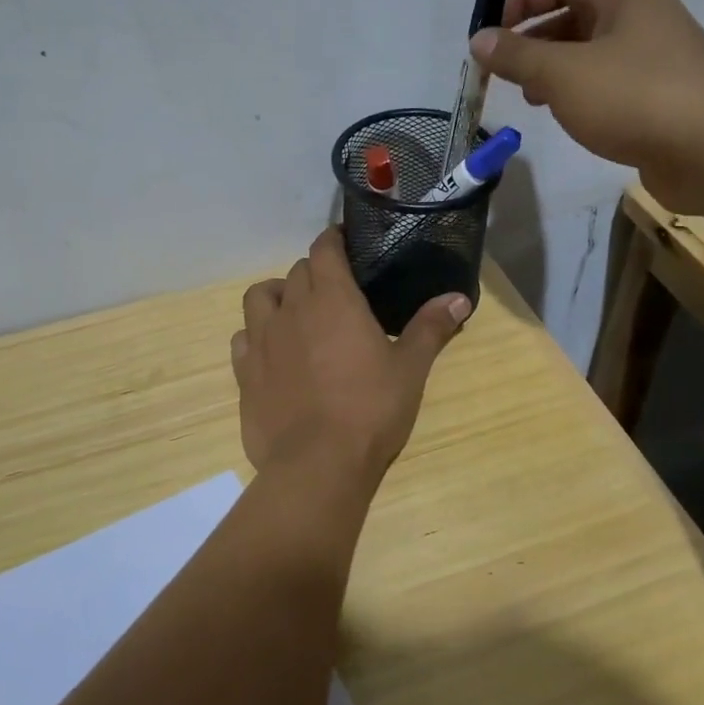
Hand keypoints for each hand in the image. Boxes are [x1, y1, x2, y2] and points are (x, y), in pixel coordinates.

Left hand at [231, 229, 469, 475]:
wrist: (318, 464)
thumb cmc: (371, 410)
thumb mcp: (410, 369)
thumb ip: (431, 328)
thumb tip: (460, 297)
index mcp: (333, 299)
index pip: (324, 249)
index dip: (333, 240)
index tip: (344, 243)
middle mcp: (292, 309)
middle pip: (296, 272)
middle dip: (315, 272)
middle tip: (335, 291)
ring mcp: (262, 340)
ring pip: (259, 296)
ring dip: (277, 295)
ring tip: (294, 312)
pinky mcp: (244, 372)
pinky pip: (242, 338)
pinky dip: (255, 335)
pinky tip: (272, 352)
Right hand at [469, 0, 703, 210]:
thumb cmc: (633, 97)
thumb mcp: (562, 73)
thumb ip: (516, 55)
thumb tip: (479, 39)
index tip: (490, 33)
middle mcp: (643, 15)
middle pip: (575, 13)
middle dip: (533, 39)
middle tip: (504, 71)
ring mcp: (655, 55)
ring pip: (589, 50)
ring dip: (552, 68)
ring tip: (529, 97)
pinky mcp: (659, 93)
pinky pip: (607, 79)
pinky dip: (577, 90)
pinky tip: (564, 114)